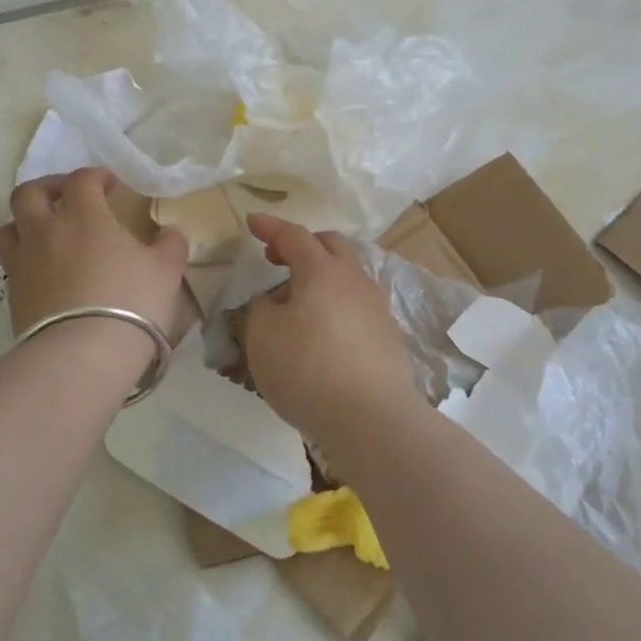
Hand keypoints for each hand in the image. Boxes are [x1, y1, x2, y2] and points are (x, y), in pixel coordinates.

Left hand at [0, 168, 188, 340]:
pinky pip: (11, 266)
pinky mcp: (13, 296)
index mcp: (83, 216)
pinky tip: (45, 273)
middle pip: (28, 194)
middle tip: (66, 198)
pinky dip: (25, 260)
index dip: (95, 176)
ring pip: (8, 228)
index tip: (110, 184)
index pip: (81, 180)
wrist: (84, 354)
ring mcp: (24, 264)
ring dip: (23, 223)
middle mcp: (46, 232)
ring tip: (44, 233)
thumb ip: (170, 245)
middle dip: (47, 188)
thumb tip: (169, 234)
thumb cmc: (131, 301)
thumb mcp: (166, 271)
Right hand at [241, 213, 424, 449]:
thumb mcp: (262, 337)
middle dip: (302, 245)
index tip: (252, 221)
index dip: (270, 227)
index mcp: (321, 271)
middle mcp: (354, 280)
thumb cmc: (308, 370)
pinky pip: (357, 306)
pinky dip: (336, 305)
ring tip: (298, 303)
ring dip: (321, 277)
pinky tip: (323, 333)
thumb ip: (261, 310)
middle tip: (277, 259)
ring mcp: (377, 308)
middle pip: (330, 246)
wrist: (373, 419)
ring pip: (347, 276)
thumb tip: (274, 301)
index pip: (294, 235)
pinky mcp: (389, 337)